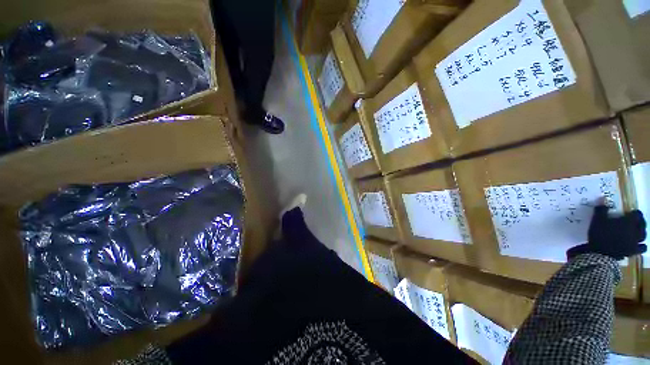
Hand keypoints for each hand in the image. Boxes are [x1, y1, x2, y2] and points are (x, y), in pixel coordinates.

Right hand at [567, 205, 646, 259]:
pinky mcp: (633, 251)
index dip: (635, 213)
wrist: (600, 254)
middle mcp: (635, 231)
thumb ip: (601, 209)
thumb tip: (603, 198)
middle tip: (636, 221)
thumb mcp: (597, 220)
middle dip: (640, 223)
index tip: (631, 212)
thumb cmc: (600, 234)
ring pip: (644, 236)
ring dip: (642, 233)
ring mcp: (635, 242)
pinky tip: (638, 245)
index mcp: (628, 222)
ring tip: (638, 233)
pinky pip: (642, 248)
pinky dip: (642, 246)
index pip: (637, 214)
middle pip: (643, 225)